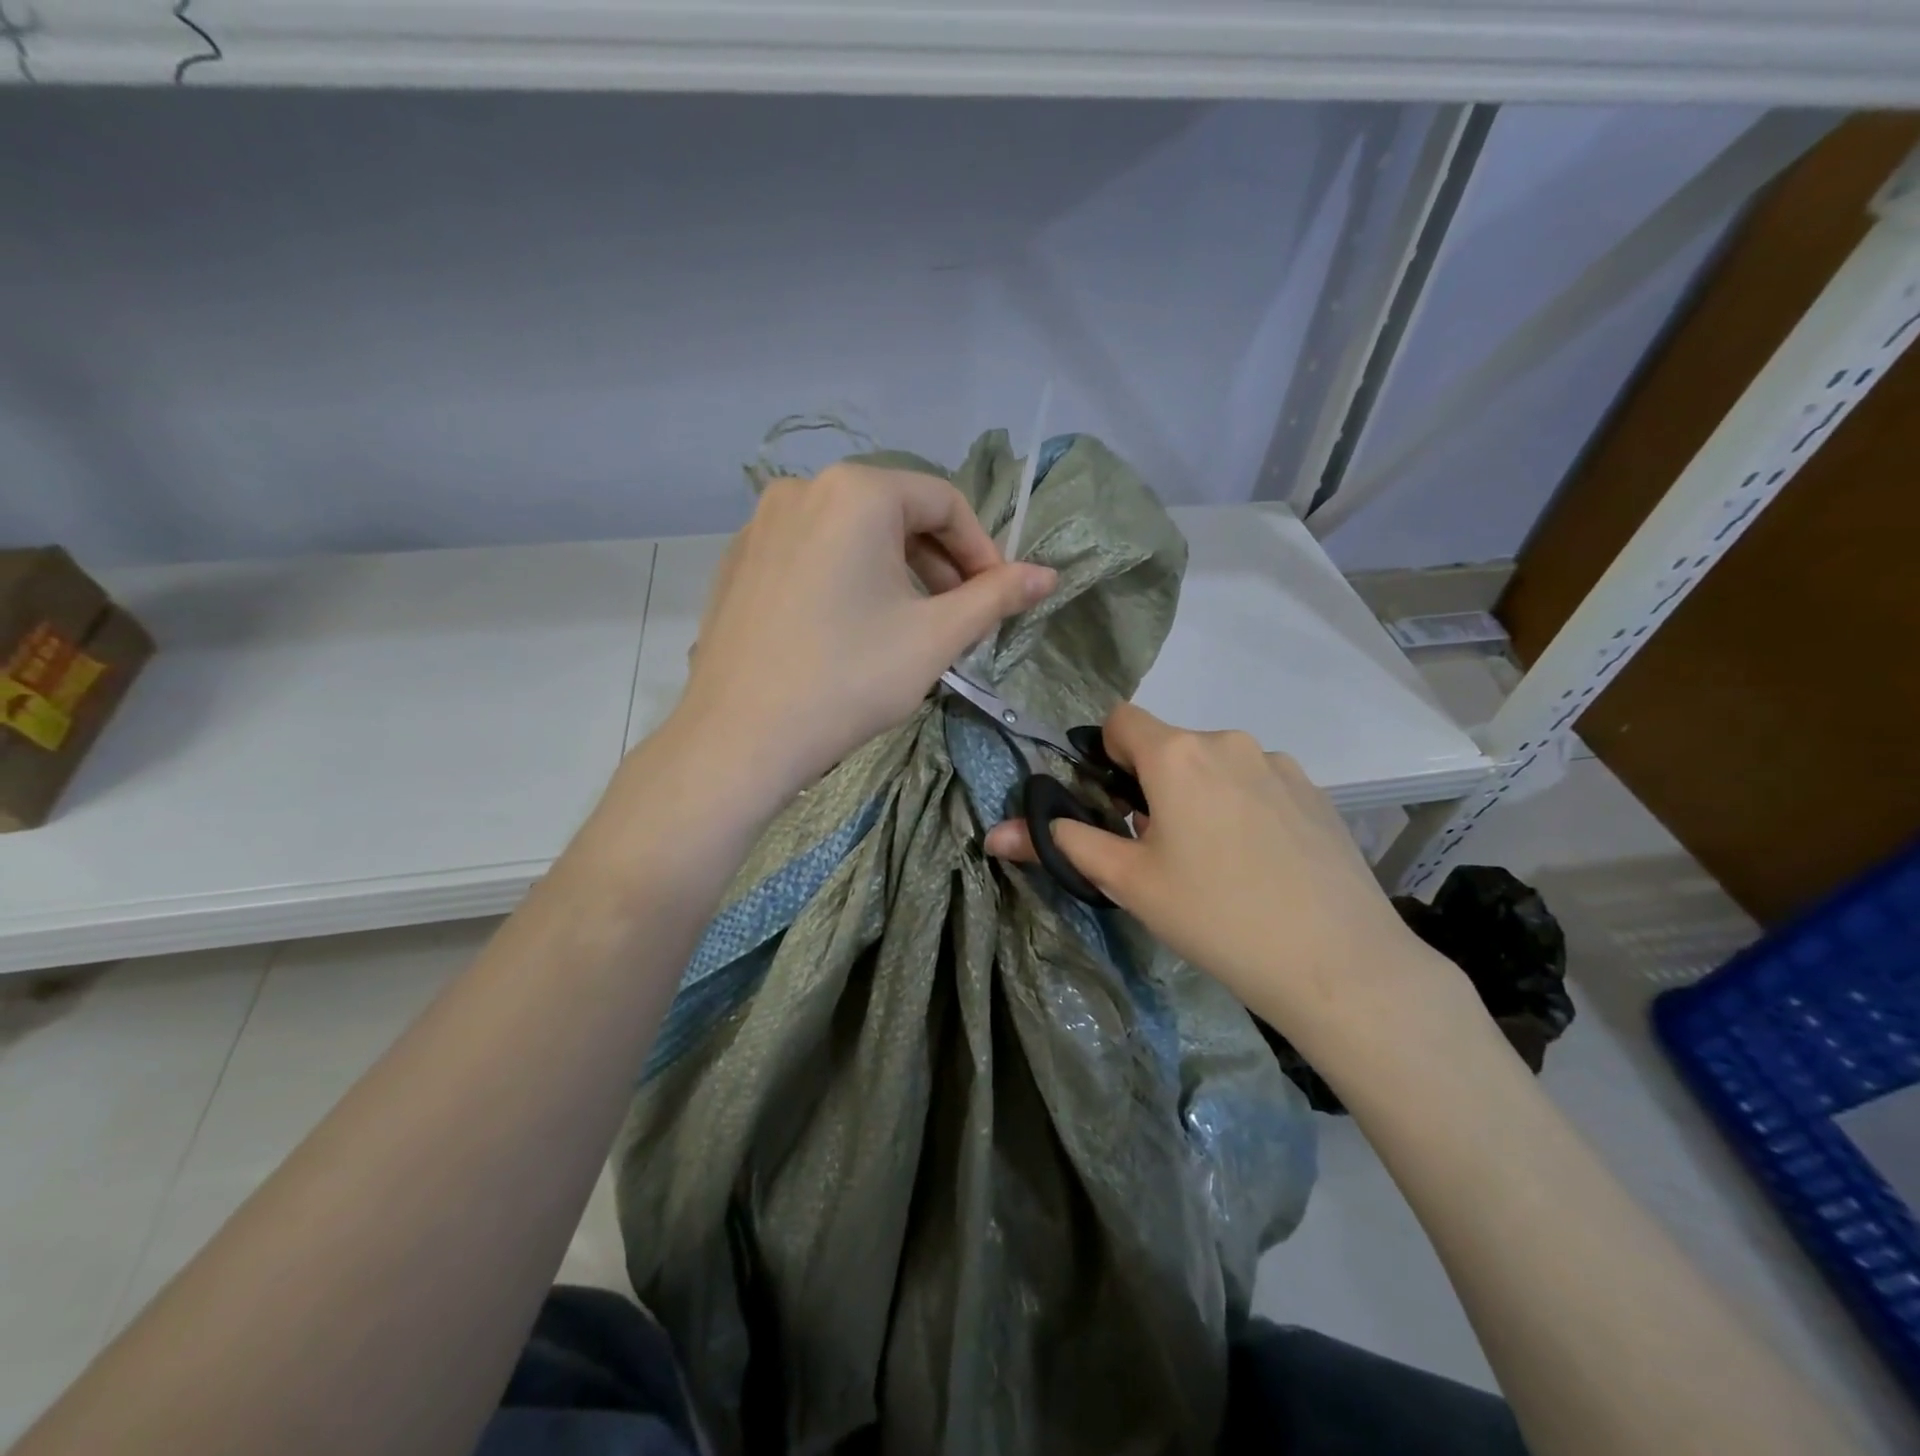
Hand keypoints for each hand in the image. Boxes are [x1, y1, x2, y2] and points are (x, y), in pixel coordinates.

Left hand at [673, 463, 1055, 796]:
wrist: (739, 738)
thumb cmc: (848, 680)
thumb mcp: (935, 637)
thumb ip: (996, 597)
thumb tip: (1049, 575)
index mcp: (856, 492)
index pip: (944, 502)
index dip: (983, 550)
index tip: (998, 598)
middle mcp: (803, 488)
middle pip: (896, 514)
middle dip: (939, 564)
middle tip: (959, 618)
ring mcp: (761, 524)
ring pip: (853, 535)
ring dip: (896, 573)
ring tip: (910, 628)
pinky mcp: (738, 561)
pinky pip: (812, 554)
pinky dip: (847, 579)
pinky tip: (852, 630)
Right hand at [985, 703, 1442, 1042]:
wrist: (1339, 963)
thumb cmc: (1216, 916)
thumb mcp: (1129, 883)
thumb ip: (1063, 845)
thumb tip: (996, 833)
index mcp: (1178, 754)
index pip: (1122, 719)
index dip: (1107, 754)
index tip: (1115, 805)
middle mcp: (1229, 742)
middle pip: (1170, 746)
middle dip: (1152, 784)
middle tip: (1159, 849)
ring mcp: (1280, 765)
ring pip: (1215, 766)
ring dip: (1199, 795)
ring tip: (1216, 862)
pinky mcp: (1316, 792)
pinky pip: (1258, 783)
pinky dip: (1243, 807)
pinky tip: (1261, 864)